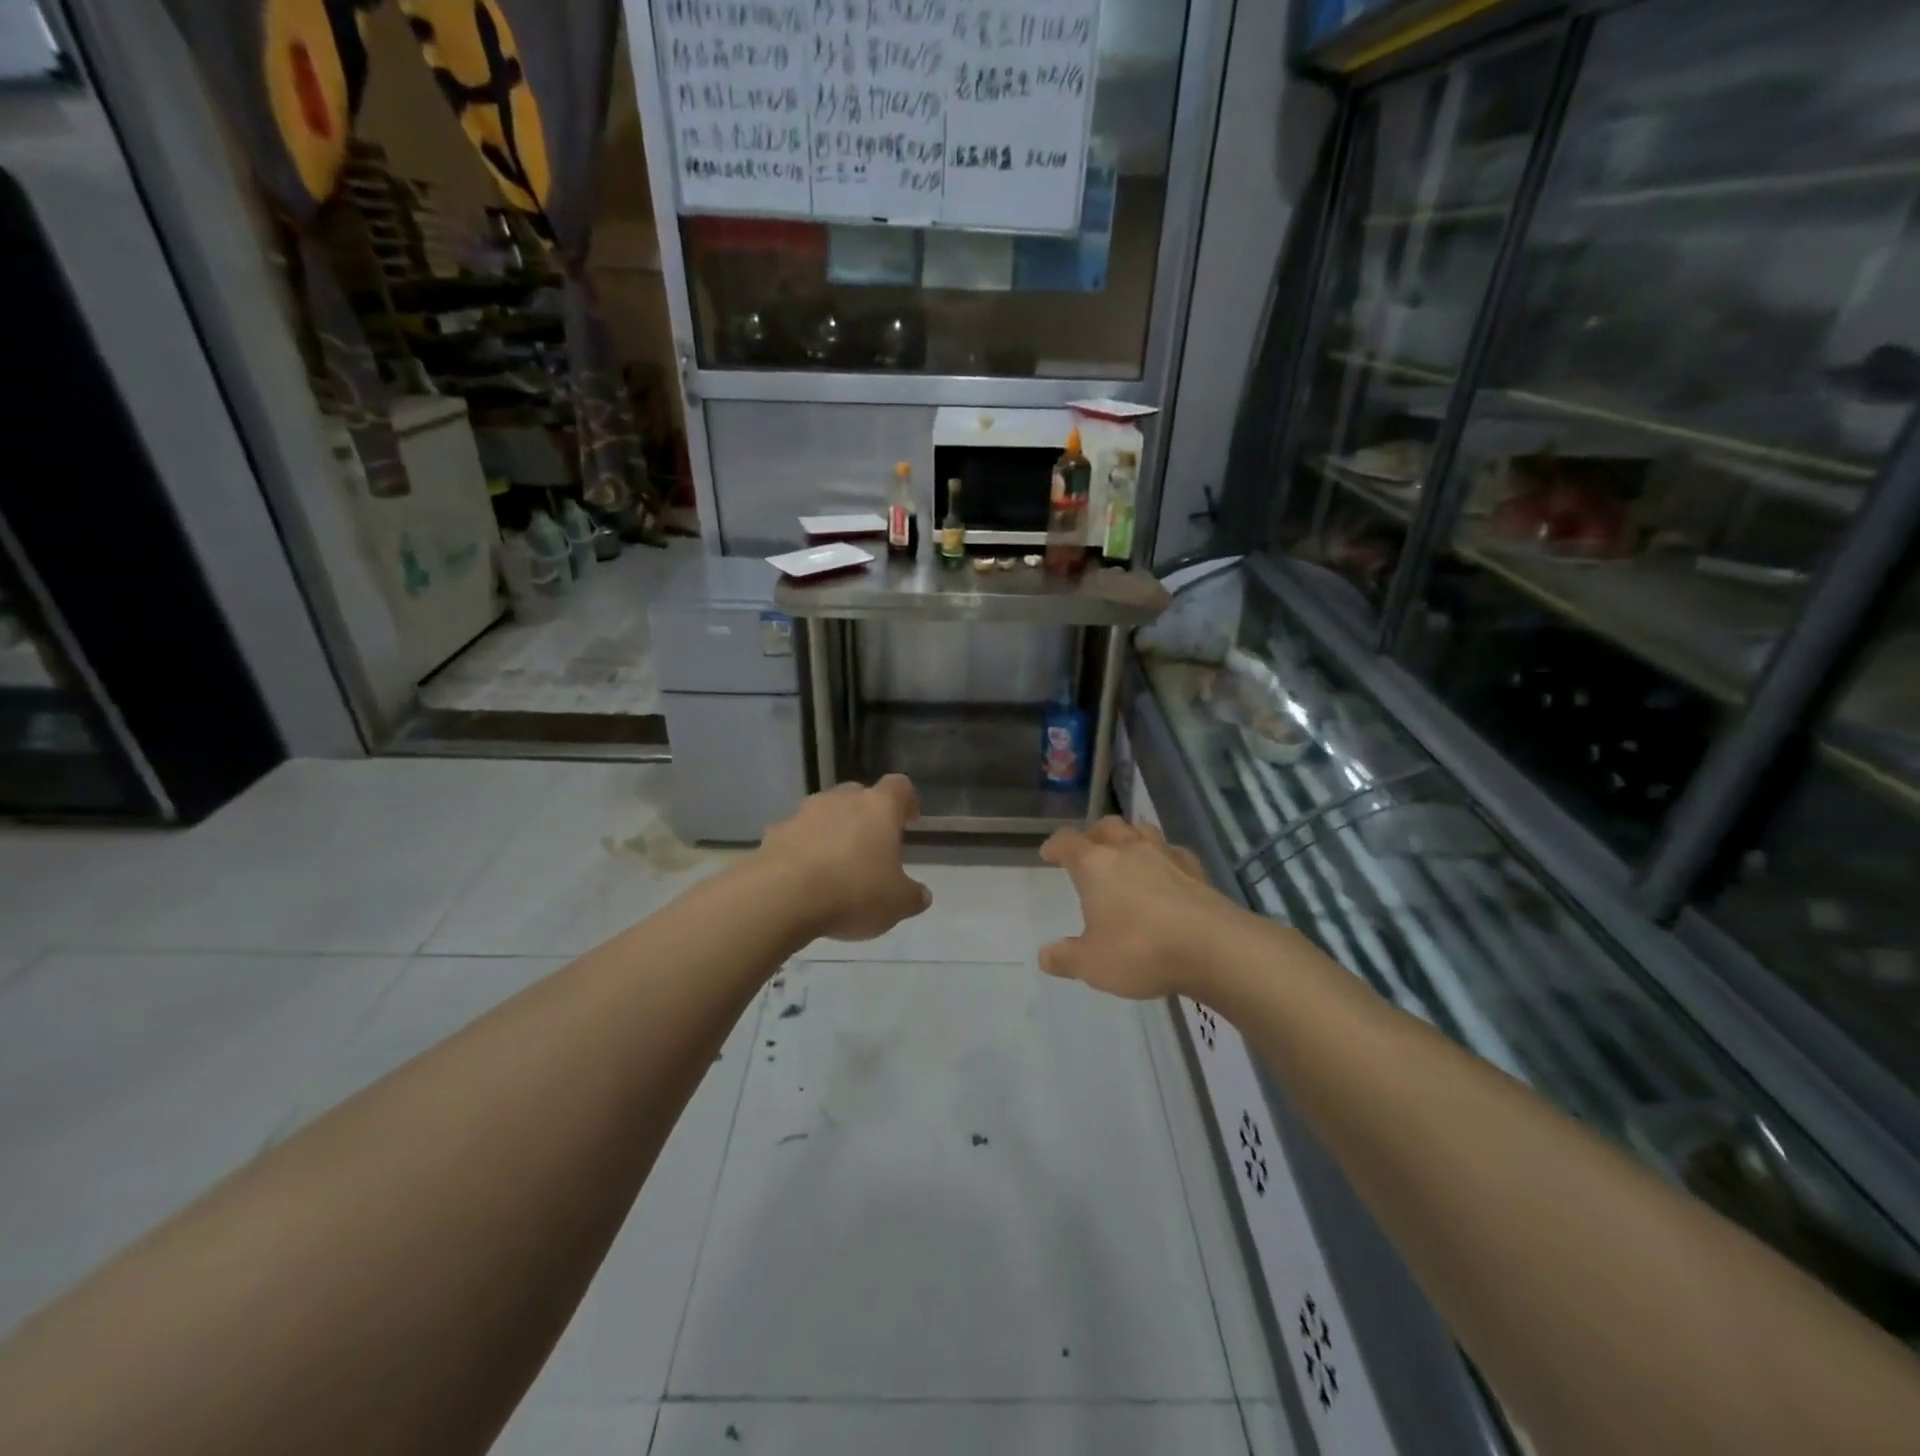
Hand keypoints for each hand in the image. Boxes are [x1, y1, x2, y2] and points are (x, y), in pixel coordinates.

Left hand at [758, 775, 931, 941]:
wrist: (781, 897)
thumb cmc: (853, 892)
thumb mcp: (896, 903)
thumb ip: (912, 896)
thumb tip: (921, 895)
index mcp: (878, 807)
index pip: (899, 787)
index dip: (906, 801)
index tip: (909, 821)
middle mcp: (841, 800)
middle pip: (858, 795)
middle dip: (865, 816)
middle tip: (871, 845)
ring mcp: (803, 813)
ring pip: (824, 813)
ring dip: (832, 831)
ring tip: (835, 866)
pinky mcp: (774, 834)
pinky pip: (796, 836)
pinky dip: (803, 850)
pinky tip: (805, 879)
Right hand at [1038, 817, 1240, 999]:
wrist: (1213, 947)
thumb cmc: (1141, 950)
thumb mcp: (1092, 964)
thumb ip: (1065, 958)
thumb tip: (1045, 955)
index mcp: (1095, 865)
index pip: (1067, 842)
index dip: (1055, 846)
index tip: (1049, 854)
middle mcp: (1128, 850)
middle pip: (1106, 827)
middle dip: (1093, 835)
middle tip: (1088, 851)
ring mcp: (1165, 855)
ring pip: (1141, 830)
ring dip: (1129, 838)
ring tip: (1125, 854)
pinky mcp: (1195, 869)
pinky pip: (1173, 851)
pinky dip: (1163, 857)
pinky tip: (1166, 873)